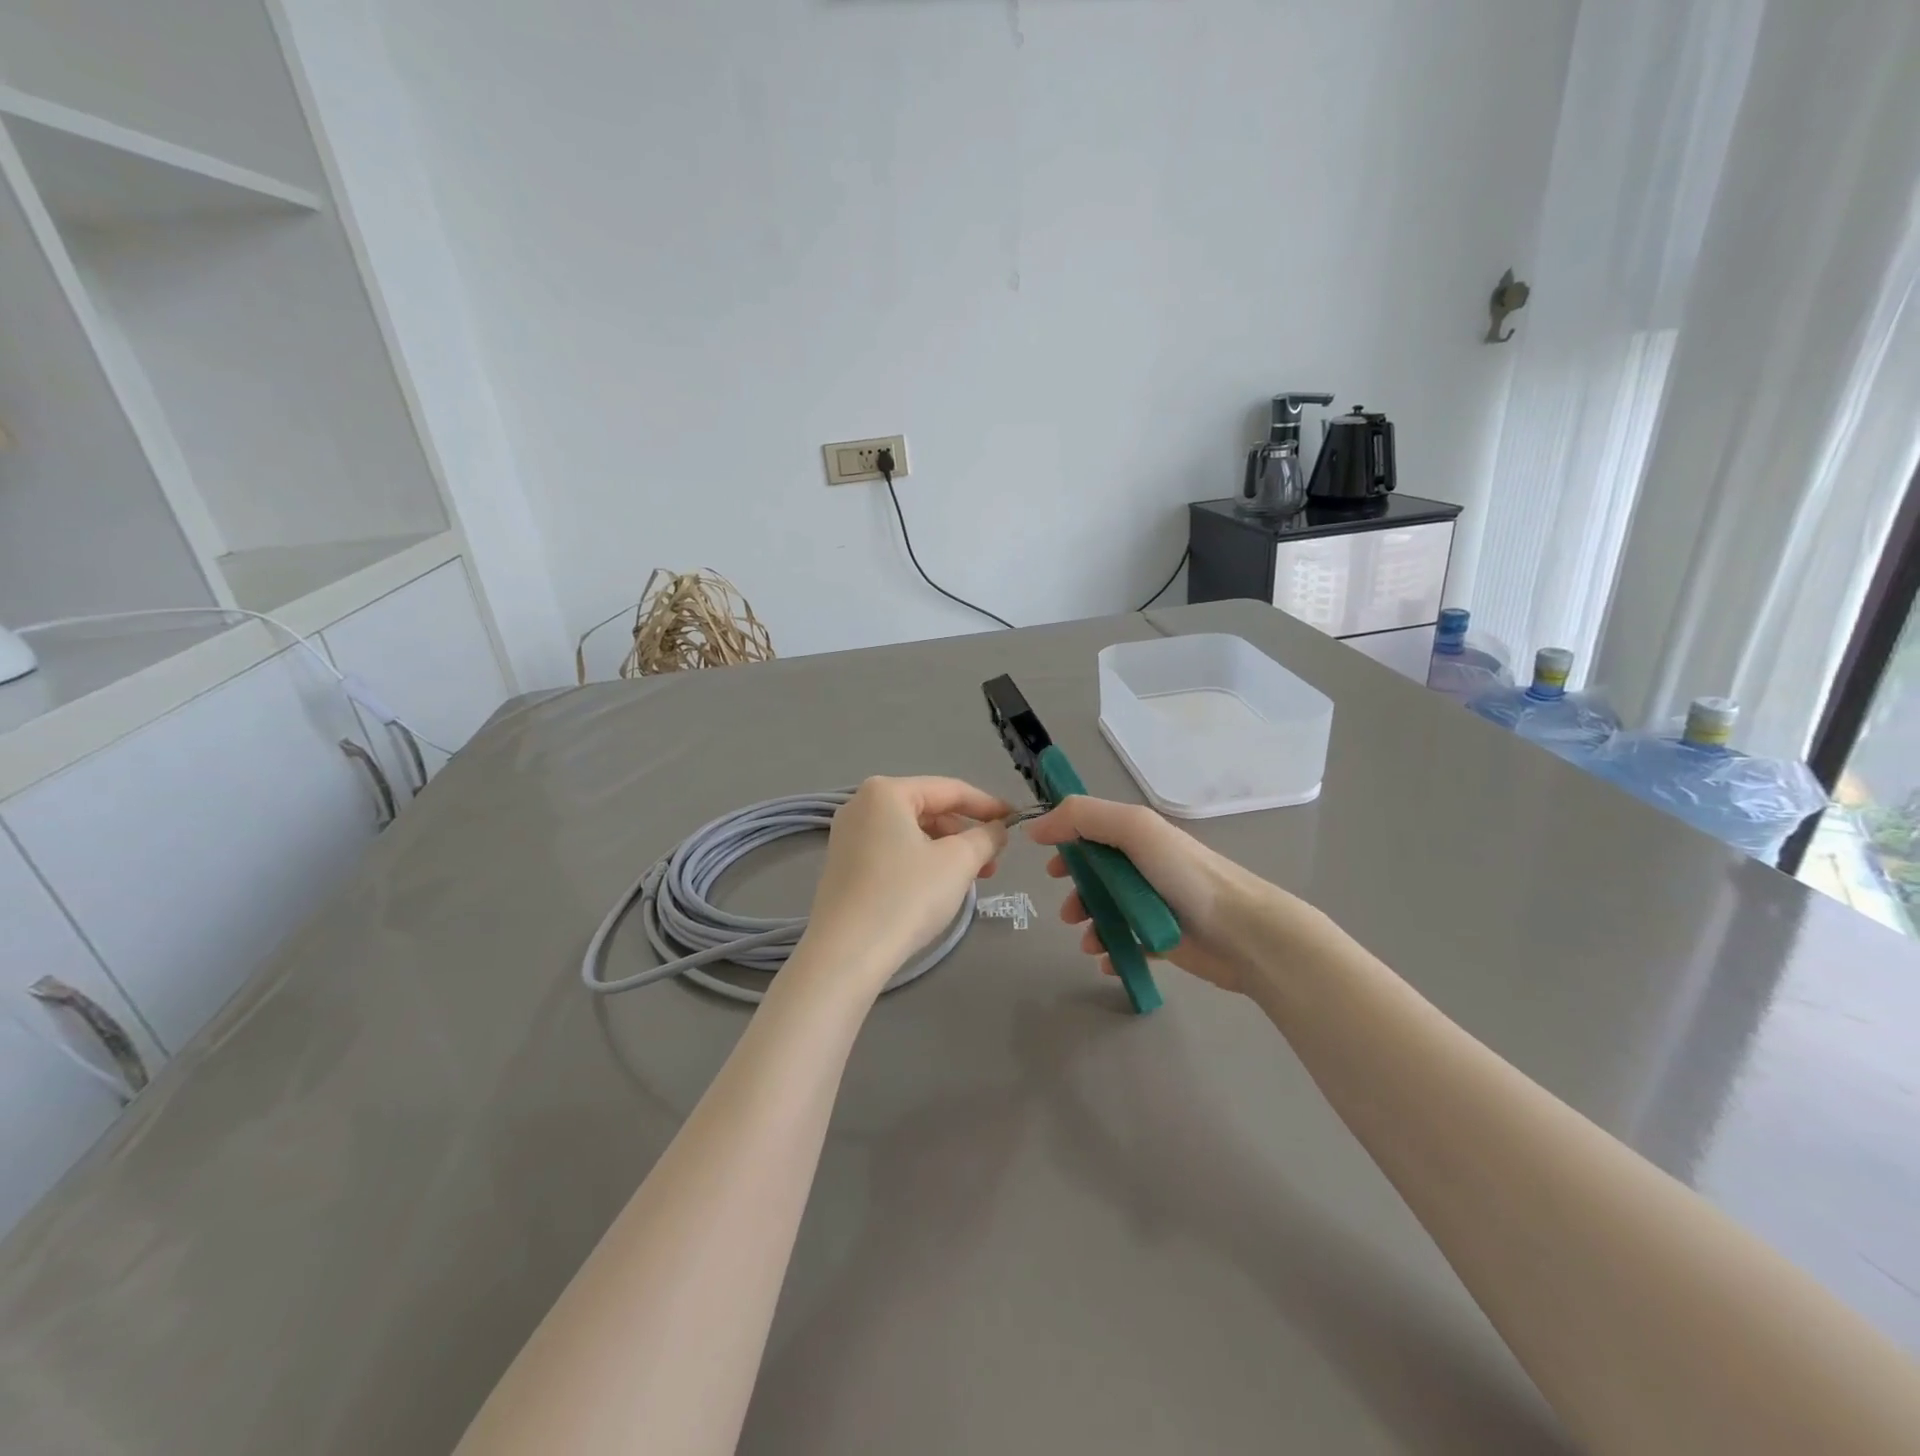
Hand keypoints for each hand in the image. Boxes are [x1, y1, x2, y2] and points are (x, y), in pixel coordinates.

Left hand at [803, 777, 1011, 988]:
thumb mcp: (958, 862)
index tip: (1016, 821)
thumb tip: (998, 829)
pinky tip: (939, 887)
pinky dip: (922, 863)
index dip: (988, 805)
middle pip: (928, 810)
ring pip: (912, 833)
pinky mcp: (844, 867)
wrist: (847, 954)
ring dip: (947, 851)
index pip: (950, 789)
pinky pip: (893, 852)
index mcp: (886, 792)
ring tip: (973, 878)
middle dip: (965, 833)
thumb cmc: (906, 896)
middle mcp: (861, 805)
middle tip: (994, 860)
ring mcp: (848, 836)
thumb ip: (986, 837)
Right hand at [1025, 796, 1315, 995]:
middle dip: (1076, 891)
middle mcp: (1145, 866)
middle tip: (1068, 913)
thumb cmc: (1186, 877)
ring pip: (1108, 911)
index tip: (1049, 867)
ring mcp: (1155, 904)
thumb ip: (1084, 818)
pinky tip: (1109, 960)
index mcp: (1140, 836)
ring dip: (1090, 925)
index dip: (1066, 843)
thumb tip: (1037, 827)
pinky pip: (1128, 943)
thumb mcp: (1135, 830)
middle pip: (1096, 874)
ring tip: (1090, 942)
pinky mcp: (1164, 939)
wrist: (1244, 934)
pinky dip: (1113, 951)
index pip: (1092, 830)